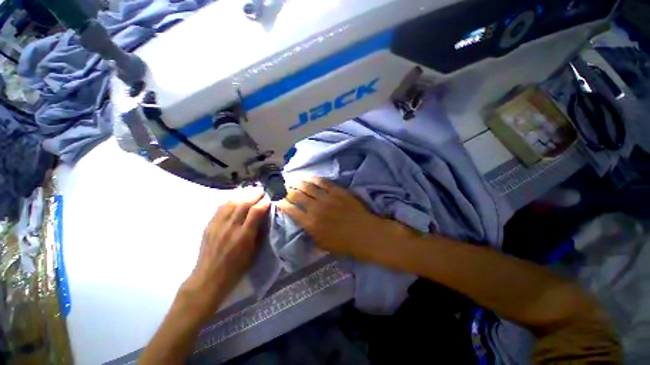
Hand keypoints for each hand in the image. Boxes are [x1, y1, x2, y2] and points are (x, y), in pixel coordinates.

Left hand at [182, 189, 270, 318]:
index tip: (269, 199)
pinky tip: (235, 197)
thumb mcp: (253, 252)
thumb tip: (263, 218)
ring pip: (231, 203)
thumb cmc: (236, 268)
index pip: (255, 212)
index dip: (264, 203)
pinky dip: (230, 200)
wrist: (209, 278)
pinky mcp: (209, 225)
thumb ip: (258, 233)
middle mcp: (230, 227)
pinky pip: (220, 208)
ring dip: (243, 195)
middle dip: (254, 195)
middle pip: (243, 204)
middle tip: (262, 190)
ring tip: (250, 191)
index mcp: (244, 236)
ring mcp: (218, 225)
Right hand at [277, 178, 404, 262]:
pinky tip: (308, 177)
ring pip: (307, 186)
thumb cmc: (343, 243)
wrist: (365, 234)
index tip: (278, 200)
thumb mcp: (321, 244)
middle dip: (287, 190)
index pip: (290, 209)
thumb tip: (300, 221)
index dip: (282, 203)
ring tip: (292, 179)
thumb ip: (308, 232)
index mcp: (310, 223)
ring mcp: (327, 197)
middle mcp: (316, 208)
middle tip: (283, 187)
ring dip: (297, 182)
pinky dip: (313, 179)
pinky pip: (323, 182)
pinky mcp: (338, 191)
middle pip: (296, 195)